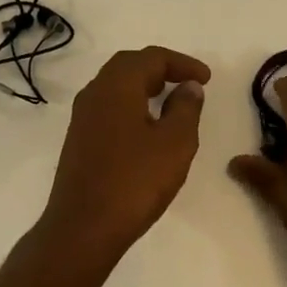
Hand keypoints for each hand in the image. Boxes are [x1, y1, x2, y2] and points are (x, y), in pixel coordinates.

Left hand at [37, 46, 210, 269]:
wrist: (82, 229)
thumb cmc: (134, 181)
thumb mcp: (175, 143)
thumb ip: (186, 108)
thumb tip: (188, 86)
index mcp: (117, 85)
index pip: (152, 57)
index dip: (182, 63)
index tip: (206, 79)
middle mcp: (95, 92)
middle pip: (130, 65)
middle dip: (161, 69)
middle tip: (187, 83)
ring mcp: (83, 116)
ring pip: (116, 86)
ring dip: (144, 86)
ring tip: (170, 102)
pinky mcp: (79, 139)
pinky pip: (109, 106)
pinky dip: (132, 105)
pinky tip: (146, 128)